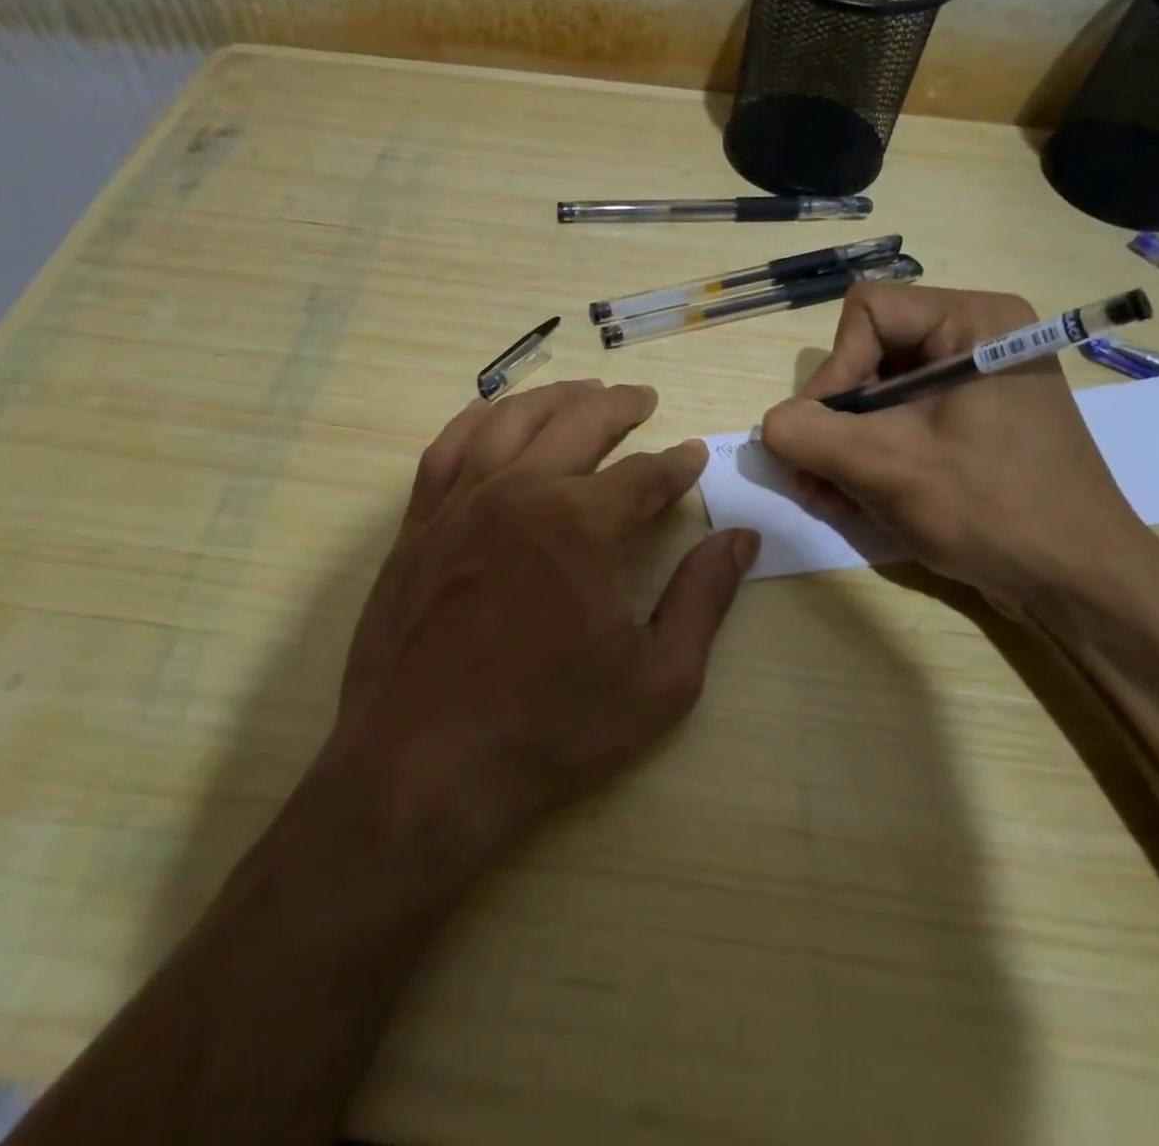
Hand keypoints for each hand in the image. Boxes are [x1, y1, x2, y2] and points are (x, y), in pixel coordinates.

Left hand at [328, 380, 757, 861]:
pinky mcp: (418, 524)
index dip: (676, 464)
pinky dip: (478, 420)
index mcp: (580, 524)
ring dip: (554, 399)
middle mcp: (518, 492)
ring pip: (511, 421)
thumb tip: (741, 539)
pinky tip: (494, 415)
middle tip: (643, 399)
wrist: (422, 766)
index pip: (644, 475)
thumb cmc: (550, 729)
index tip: (693, 456)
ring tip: (582, 392)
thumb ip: (704, 598)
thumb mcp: (658, 679)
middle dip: (619, 406)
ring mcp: (460, 502)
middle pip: (578, 424)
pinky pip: (447, 448)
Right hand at [760, 284, 1153, 608]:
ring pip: (878, 394)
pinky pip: (902, 421)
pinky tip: (851, 497)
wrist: (1078, 584)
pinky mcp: (973, 423)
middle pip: (868, 354)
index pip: (867, 313)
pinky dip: (870, 455)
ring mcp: (976, 384)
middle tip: (811, 475)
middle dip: (834, 419)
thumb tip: (771, 424)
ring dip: (842, 445)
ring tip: (826, 495)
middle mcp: (976, 338)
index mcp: (974, 320)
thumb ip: (809, 434)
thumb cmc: (991, 509)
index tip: (826, 434)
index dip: (834, 370)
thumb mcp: (886, 467)